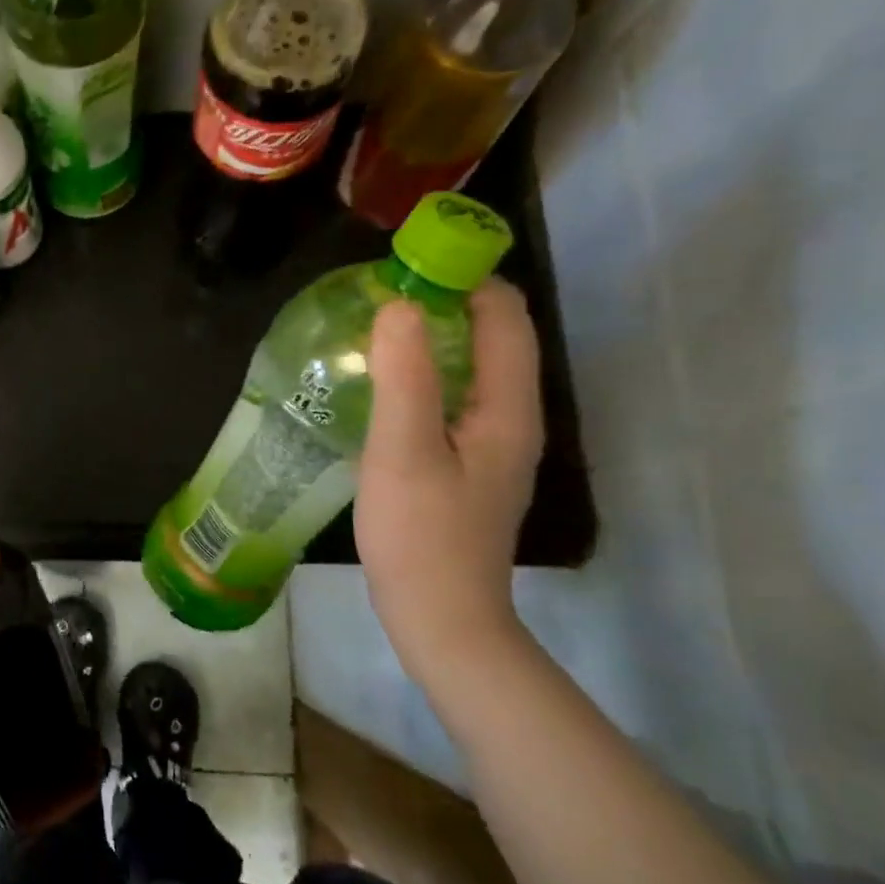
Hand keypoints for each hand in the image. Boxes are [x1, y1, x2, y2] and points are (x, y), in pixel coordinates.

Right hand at [355, 278, 543, 674]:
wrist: (440, 618)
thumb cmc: (421, 535)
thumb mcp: (405, 450)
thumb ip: (406, 376)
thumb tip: (400, 304)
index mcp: (507, 408)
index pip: (504, 315)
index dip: (464, 278)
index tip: (407, 264)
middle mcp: (510, 419)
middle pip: (491, 338)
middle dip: (444, 304)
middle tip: (378, 295)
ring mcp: (491, 446)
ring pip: (470, 369)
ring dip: (431, 340)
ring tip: (373, 332)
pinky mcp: (466, 466)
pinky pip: (451, 400)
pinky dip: (423, 377)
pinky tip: (380, 388)